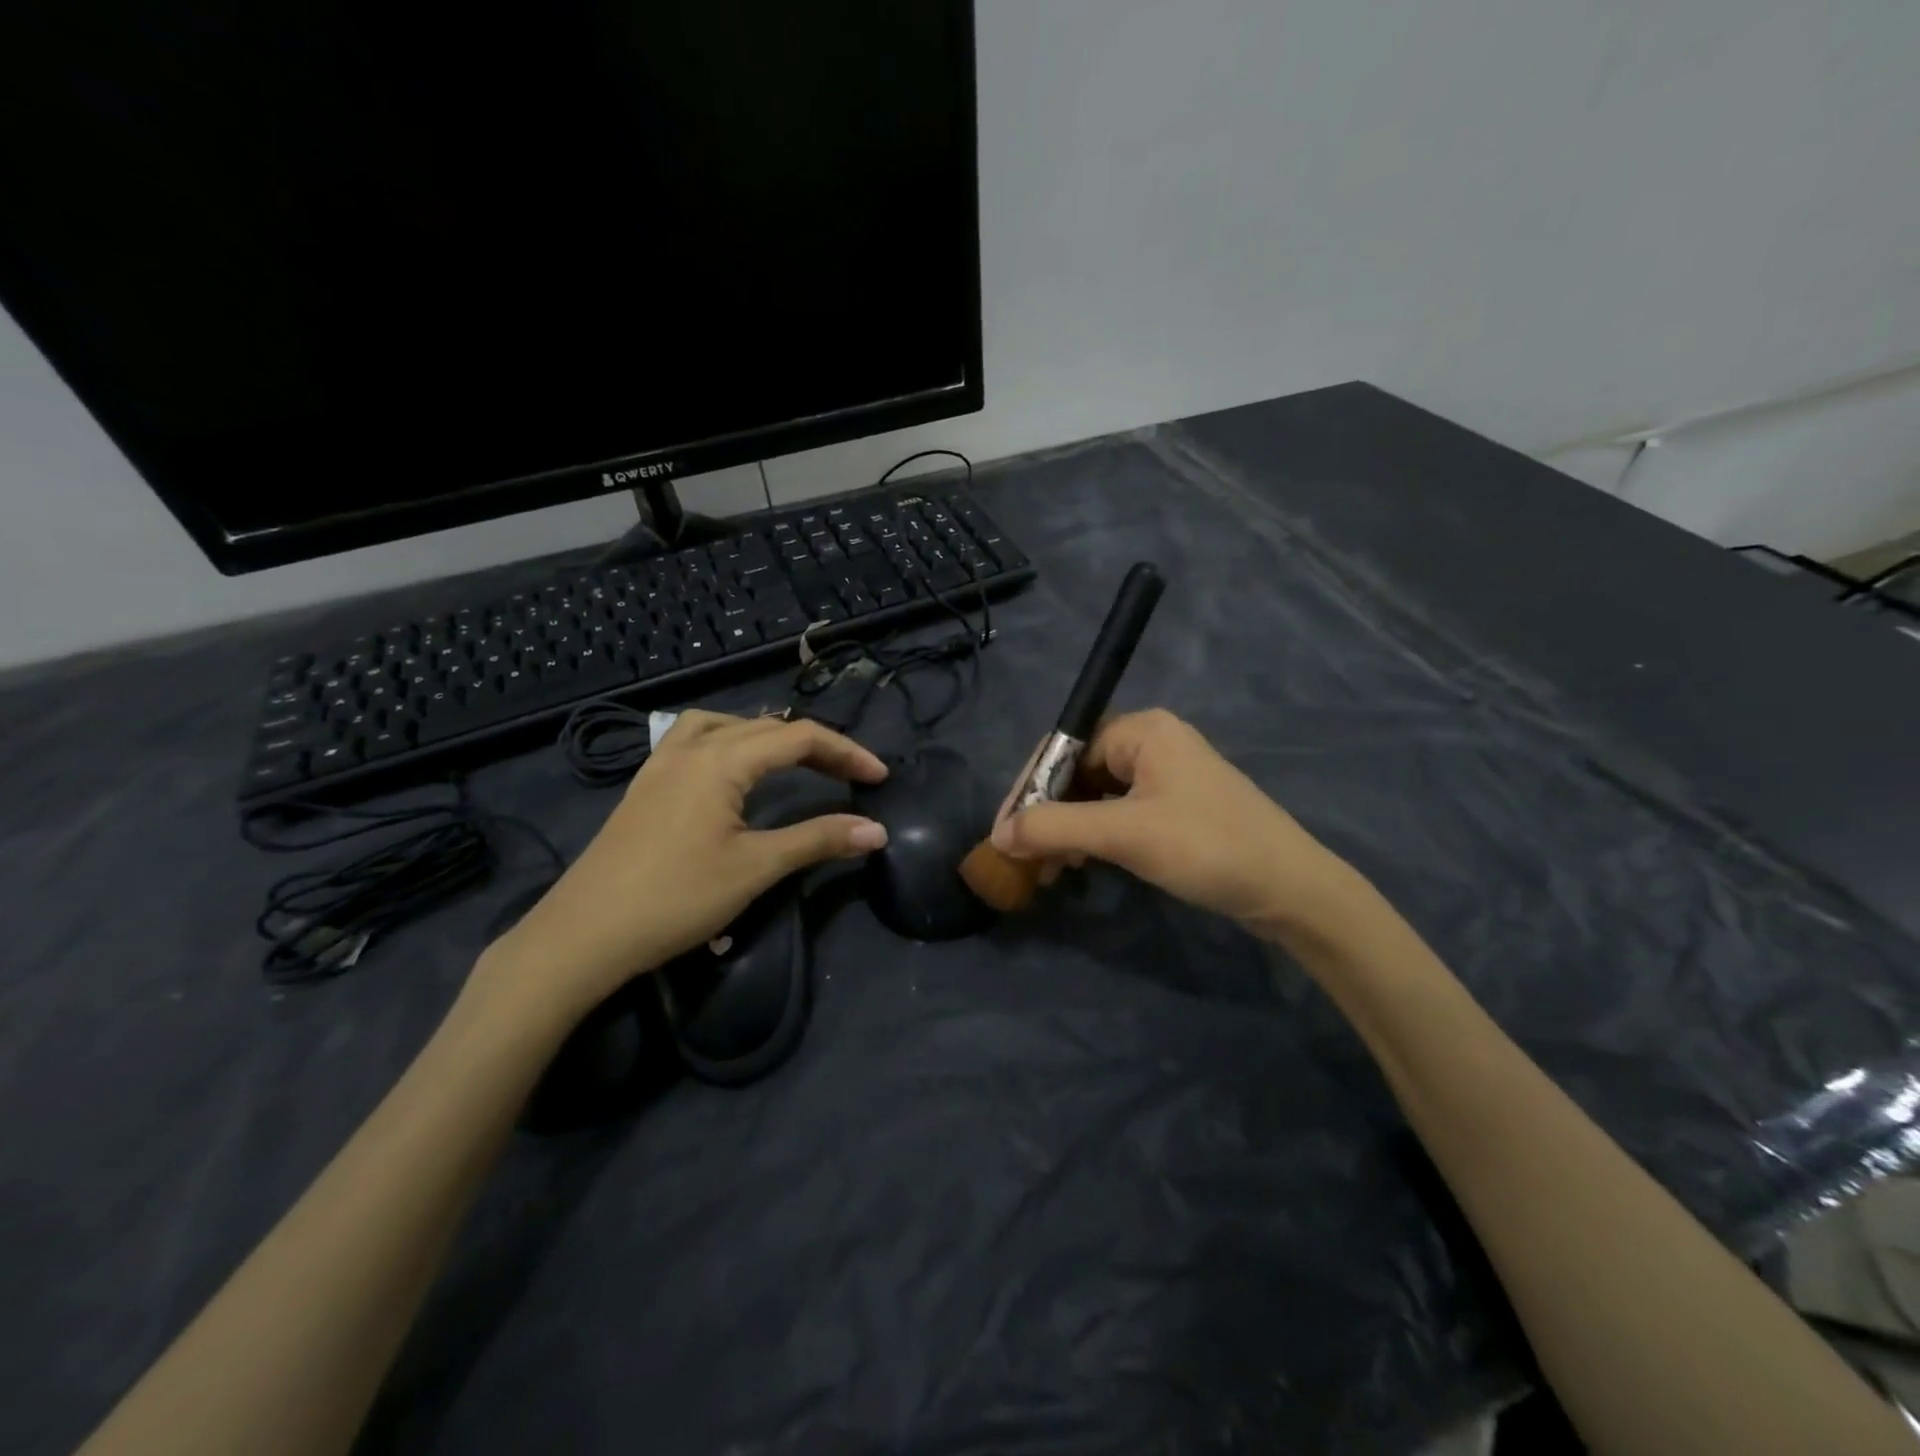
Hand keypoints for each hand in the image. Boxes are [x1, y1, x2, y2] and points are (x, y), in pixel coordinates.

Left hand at [472, 711, 887, 1025]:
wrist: (582, 935)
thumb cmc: (675, 898)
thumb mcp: (755, 868)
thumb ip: (818, 840)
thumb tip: (877, 830)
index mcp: (721, 759)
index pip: (799, 737)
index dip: (846, 752)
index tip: (879, 776)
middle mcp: (691, 748)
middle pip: (766, 727)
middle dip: (814, 745)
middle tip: (849, 774)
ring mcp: (661, 764)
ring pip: (724, 725)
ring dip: (766, 735)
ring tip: (792, 760)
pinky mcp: (645, 786)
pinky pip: (694, 740)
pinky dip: (728, 742)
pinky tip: (731, 773)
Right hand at [990, 709, 1359, 938]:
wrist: (1291, 889)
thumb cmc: (1207, 847)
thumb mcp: (1125, 834)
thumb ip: (1056, 828)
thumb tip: (999, 834)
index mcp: (1142, 730)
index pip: (1063, 749)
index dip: (1027, 791)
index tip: (1003, 834)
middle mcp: (1151, 742)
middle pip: (1077, 773)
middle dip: (1046, 816)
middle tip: (1023, 859)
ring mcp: (1165, 776)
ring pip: (1095, 797)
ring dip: (1067, 831)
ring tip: (1049, 870)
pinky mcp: (1174, 807)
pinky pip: (1117, 813)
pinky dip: (1093, 837)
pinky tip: (1079, 864)